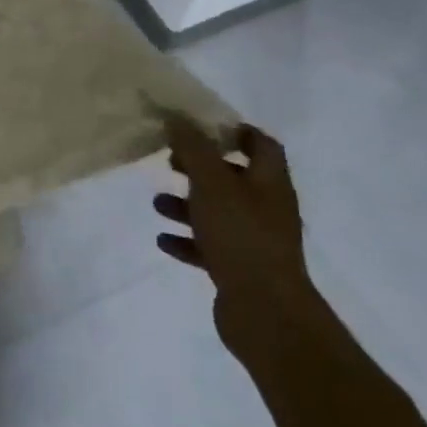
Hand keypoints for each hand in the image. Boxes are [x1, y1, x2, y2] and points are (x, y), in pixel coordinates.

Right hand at [154, 120, 316, 362]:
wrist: (265, 311)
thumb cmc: (241, 235)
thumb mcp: (211, 183)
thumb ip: (193, 148)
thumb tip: (177, 116)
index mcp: (269, 183)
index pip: (261, 145)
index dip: (234, 131)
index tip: (199, 126)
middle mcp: (266, 208)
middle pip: (234, 177)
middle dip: (200, 169)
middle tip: (170, 162)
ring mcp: (255, 241)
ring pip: (218, 212)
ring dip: (187, 205)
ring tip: (157, 203)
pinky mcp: (240, 269)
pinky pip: (209, 246)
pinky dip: (187, 240)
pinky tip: (163, 240)